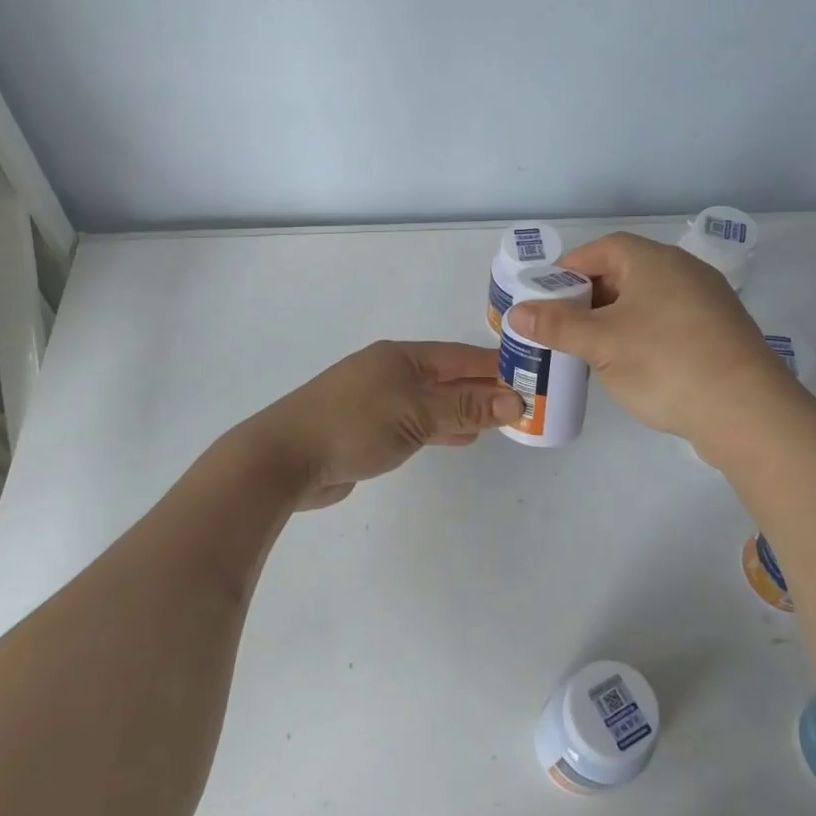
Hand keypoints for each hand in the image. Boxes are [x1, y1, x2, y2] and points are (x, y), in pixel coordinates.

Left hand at [239, 341, 523, 509]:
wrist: (285, 458)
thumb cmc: (353, 425)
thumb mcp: (416, 414)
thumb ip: (465, 408)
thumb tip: (516, 400)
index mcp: (401, 357)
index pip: (460, 357)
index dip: (495, 366)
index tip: (530, 376)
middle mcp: (390, 372)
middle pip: (447, 377)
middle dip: (483, 389)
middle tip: (522, 403)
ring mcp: (376, 400)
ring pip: (432, 401)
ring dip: (463, 410)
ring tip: (499, 420)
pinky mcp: (367, 429)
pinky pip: (415, 423)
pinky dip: (440, 428)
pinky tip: (459, 437)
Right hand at [505, 233, 780, 442]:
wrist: (748, 412)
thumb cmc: (666, 364)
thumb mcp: (601, 343)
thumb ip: (556, 325)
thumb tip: (517, 311)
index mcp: (655, 262)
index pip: (603, 249)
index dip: (570, 269)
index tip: (546, 297)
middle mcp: (684, 272)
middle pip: (625, 272)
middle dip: (589, 297)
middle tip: (562, 326)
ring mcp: (707, 302)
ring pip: (646, 300)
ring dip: (614, 318)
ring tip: (589, 348)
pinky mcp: (719, 334)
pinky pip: (668, 322)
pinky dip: (642, 334)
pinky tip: (630, 364)